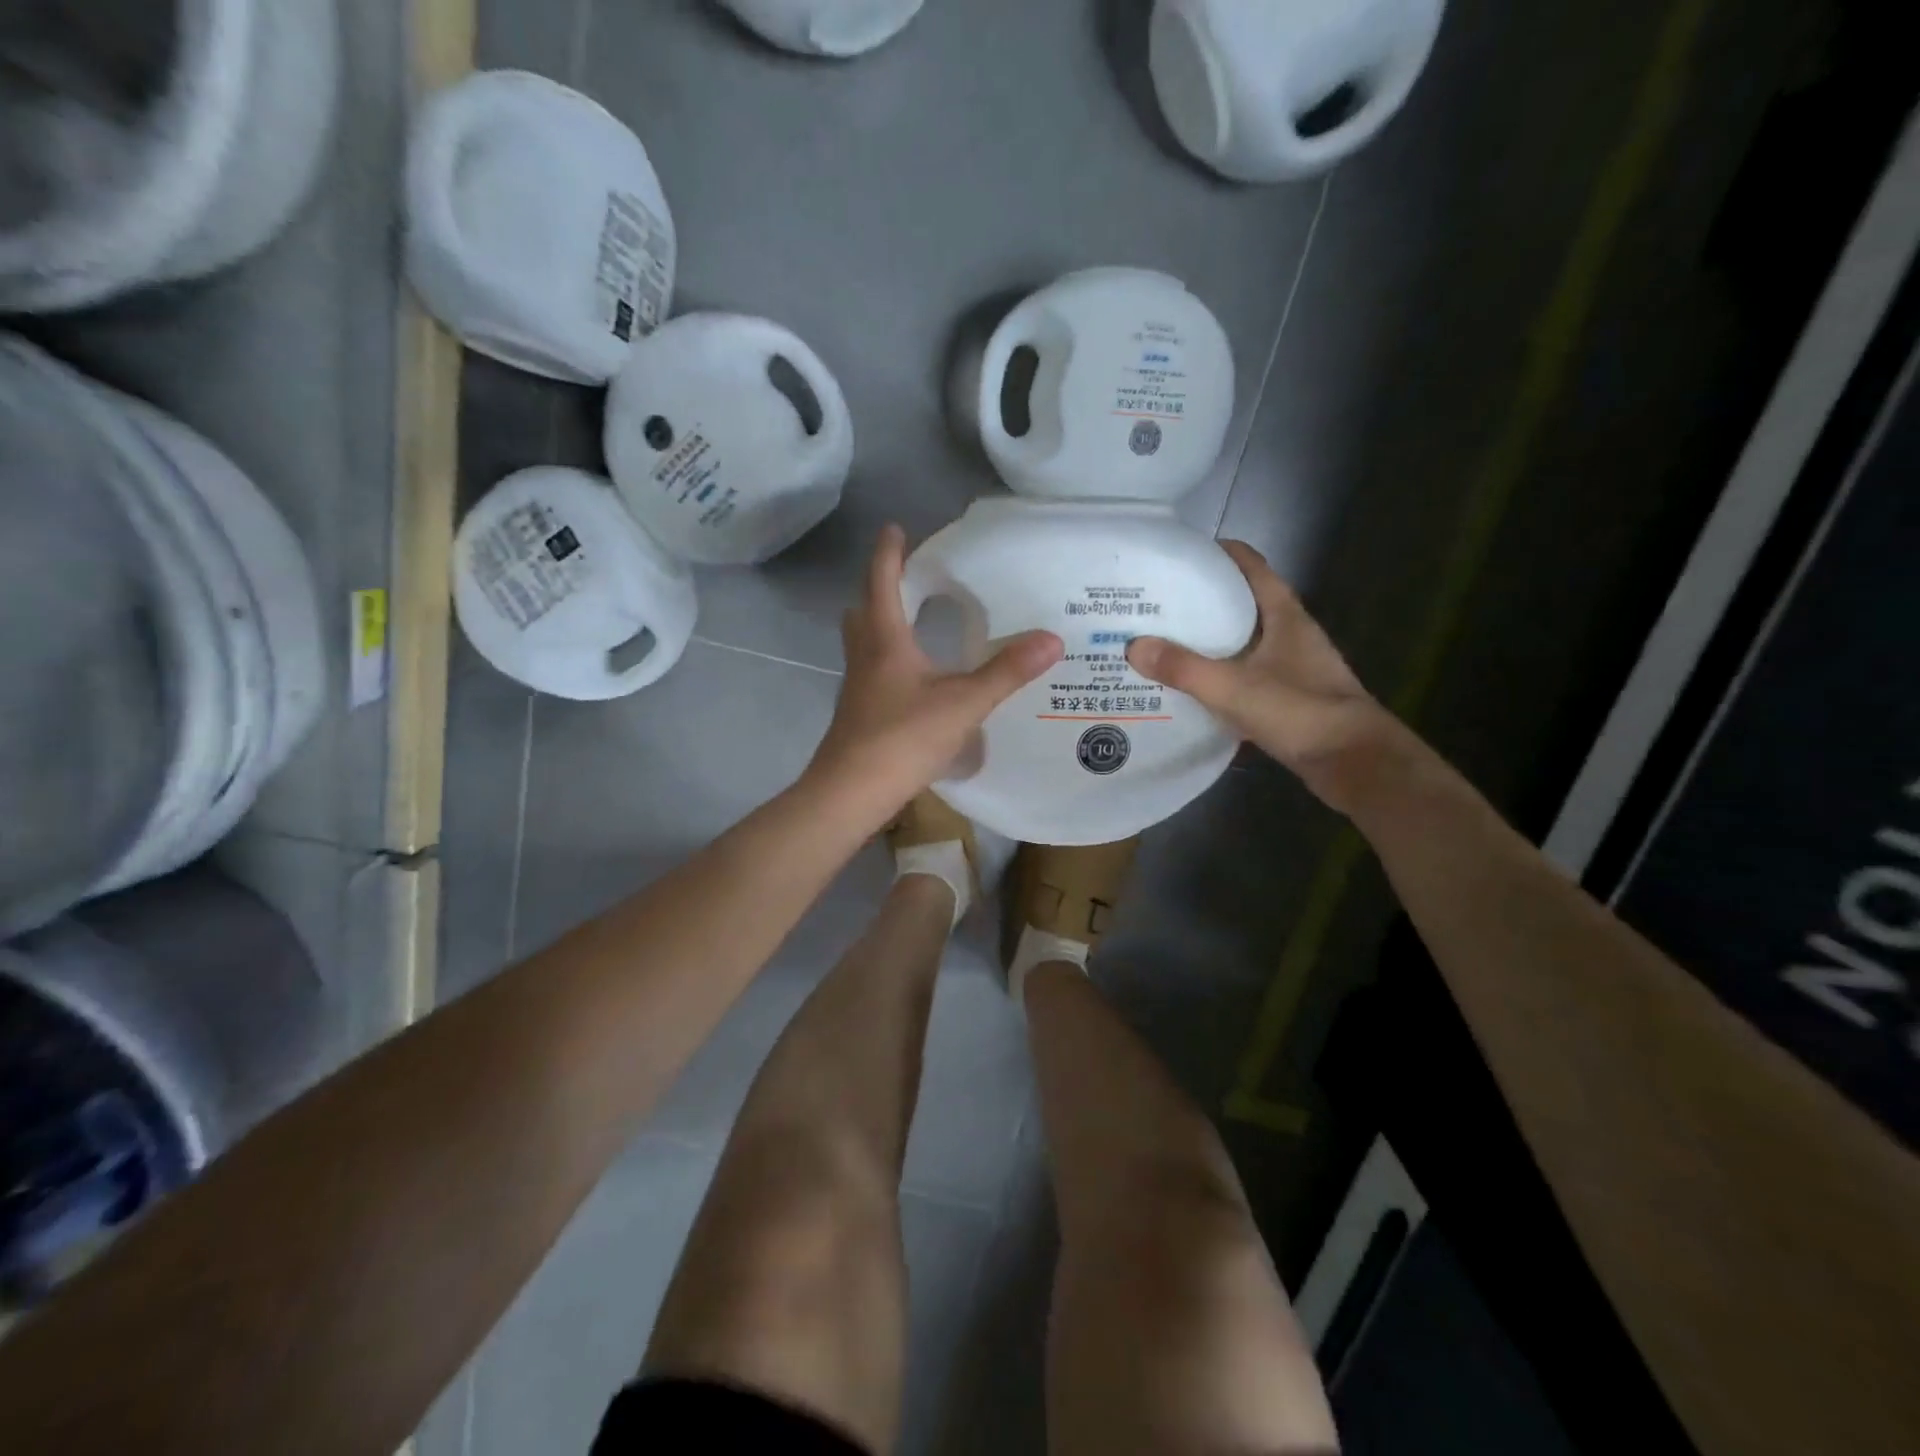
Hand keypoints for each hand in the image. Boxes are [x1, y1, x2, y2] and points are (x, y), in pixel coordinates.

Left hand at [808, 525, 1061, 824]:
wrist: (852, 792)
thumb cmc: (903, 738)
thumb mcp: (963, 703)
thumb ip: (1006, 672)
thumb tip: (1051, 638)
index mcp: (885, 641)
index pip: (882, 583)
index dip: (888, 553)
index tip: (894, 528)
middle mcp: (865, 657)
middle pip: (863, 610)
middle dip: (879, 587)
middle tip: (904, 576)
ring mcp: (857, 687)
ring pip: (863, 642)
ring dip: (879, 623)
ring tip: (910, 620)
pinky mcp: (859, 712)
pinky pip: (870, 670)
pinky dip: (886, 658)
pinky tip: (911, 677)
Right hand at [1126, 541, 1409, 813]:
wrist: (1354, 762)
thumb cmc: (1300, 712)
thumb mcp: (1234, 688)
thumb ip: (1184, 667)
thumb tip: (1133, 646)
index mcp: (1285, 616)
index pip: (1253, 567)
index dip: (1221, 555)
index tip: (1182, 555)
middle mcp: (1290, 634)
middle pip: (1245, 603)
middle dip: (1205, 599)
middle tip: (1160, 603)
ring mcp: (1292, 667)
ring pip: (1245, 641)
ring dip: (1212, 639)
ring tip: (1167, 642)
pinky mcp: (1288, 697)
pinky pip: (1246, 675)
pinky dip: (1221, 674)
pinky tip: (1193, 687)